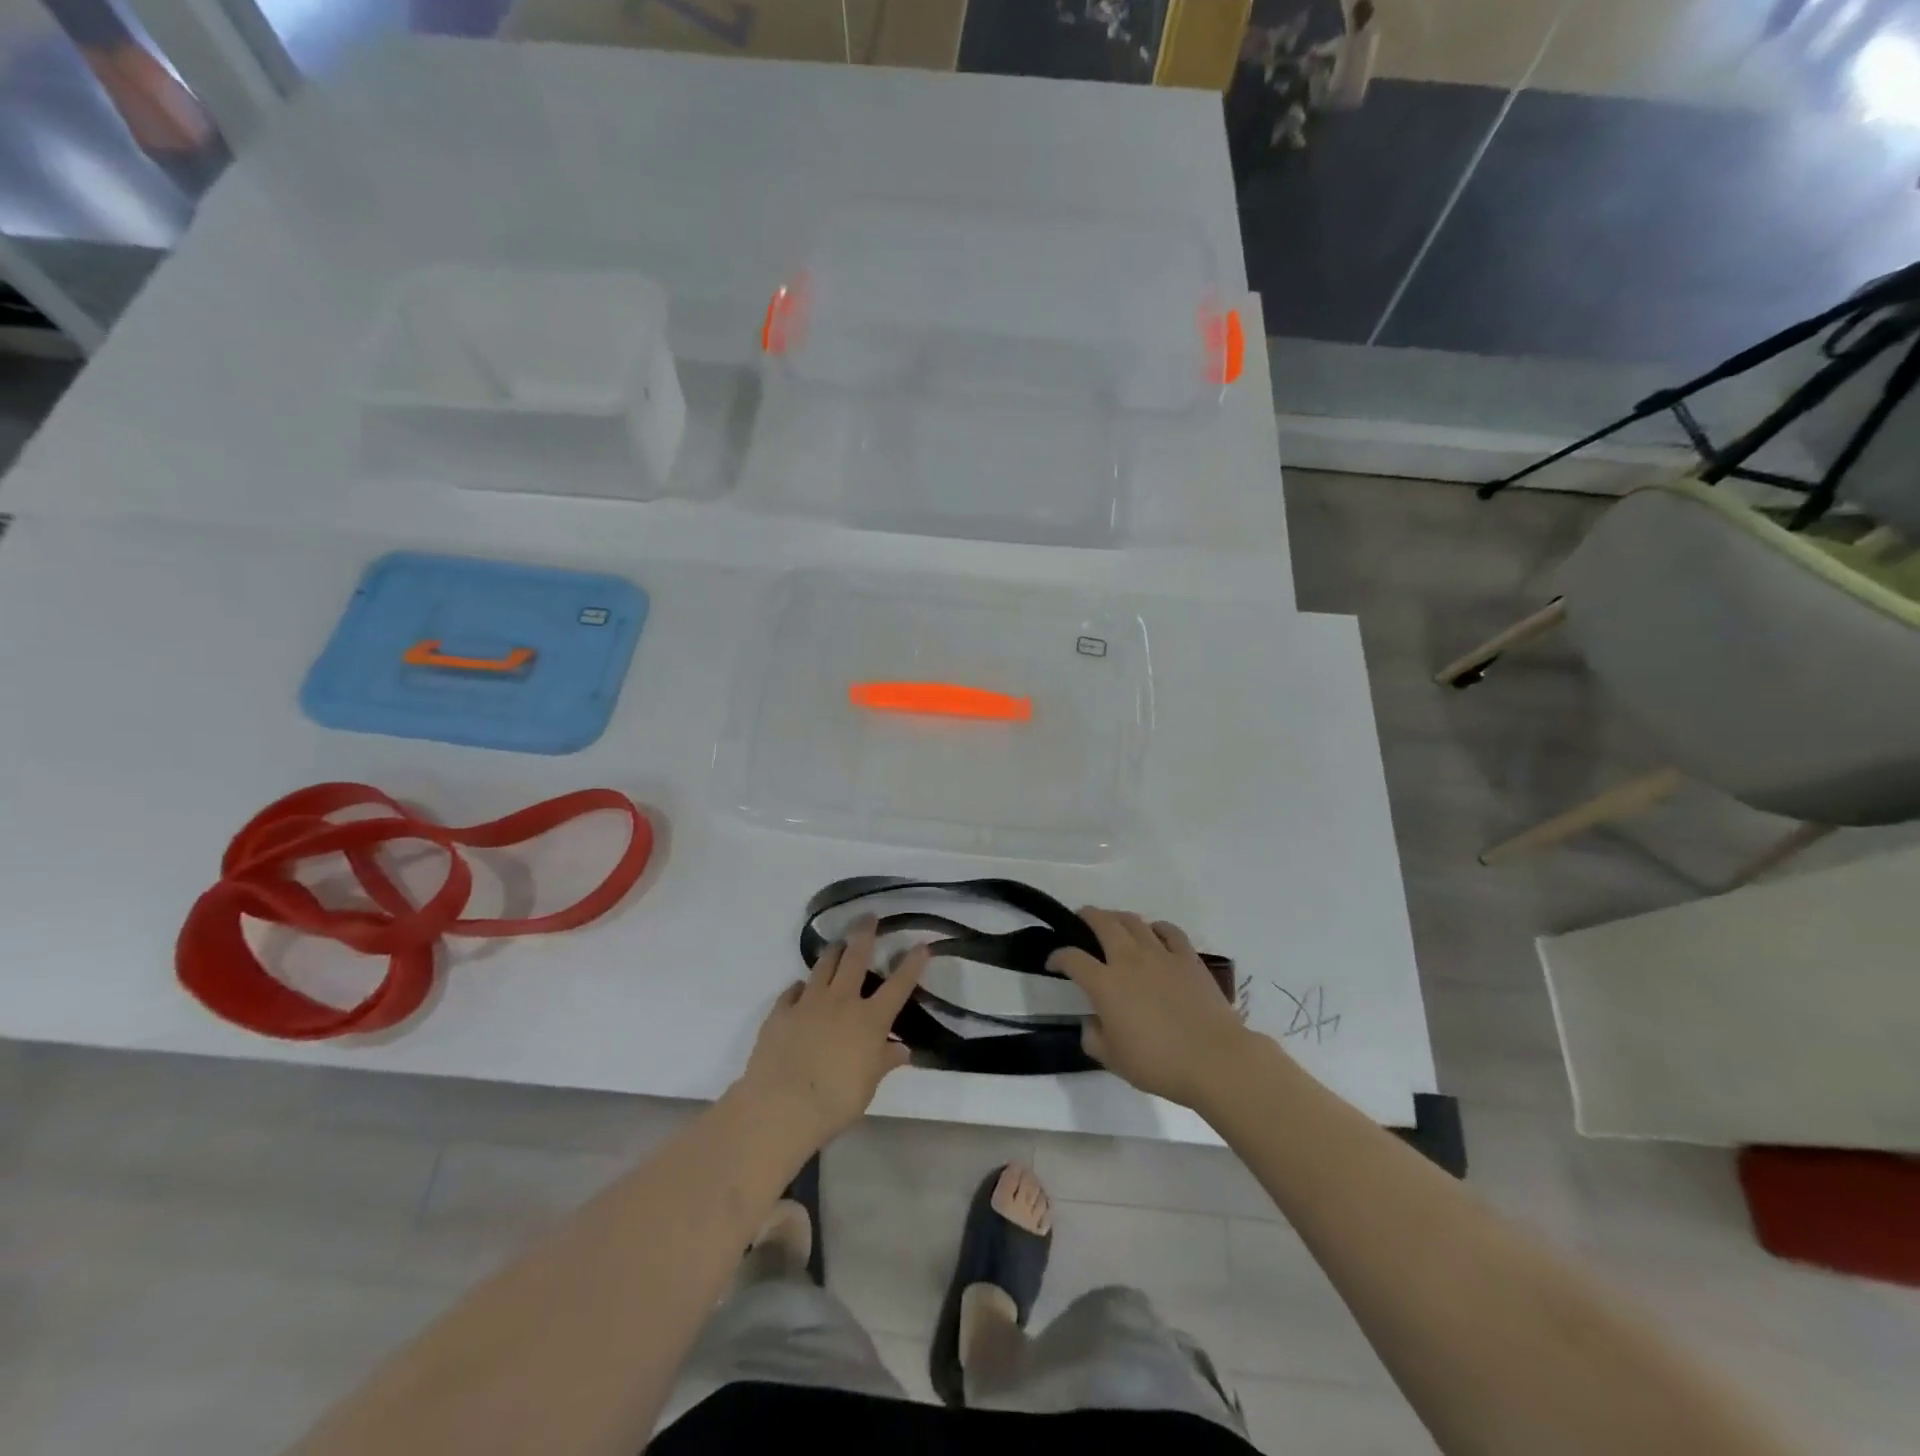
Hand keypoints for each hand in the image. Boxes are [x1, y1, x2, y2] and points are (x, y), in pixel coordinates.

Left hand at [734, 918, 927, 1152]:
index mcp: (869, 1020)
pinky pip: (792, 991)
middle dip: (864, 934)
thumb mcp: (868, 1086)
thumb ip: (884, 1062)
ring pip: (823, 966)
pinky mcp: (781, 1012)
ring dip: (833, 952)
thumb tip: (902, 1049)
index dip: (912, 964)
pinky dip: (800, 987)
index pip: (898, 986)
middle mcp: (841, 1002)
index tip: (922, 945)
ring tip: (838, 943)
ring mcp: (808, 1003)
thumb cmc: (834, 1101)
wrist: (781, 1106)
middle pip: (855, 959)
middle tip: (868, 917)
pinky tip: (801, 988)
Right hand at [1048, 908, 1257, 1109]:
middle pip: (1102, 923)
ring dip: (1118, 917)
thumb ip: (1093, 1038)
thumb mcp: (1113, 1060)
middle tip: (1081, 919)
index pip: (1072, 959)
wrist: (1214, 1059)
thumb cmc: (1159, 1063)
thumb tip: (1092, 1022)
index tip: (1053, 962)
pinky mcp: (1188, 958)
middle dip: (1087, 917)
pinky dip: (1157, 928)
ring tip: (1114, 923)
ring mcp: (1161, 954)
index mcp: (1105, 984)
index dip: (1058, 956)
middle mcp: (1129, 960)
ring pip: (1134, 921)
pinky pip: (1169, 931)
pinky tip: (1155, 934)